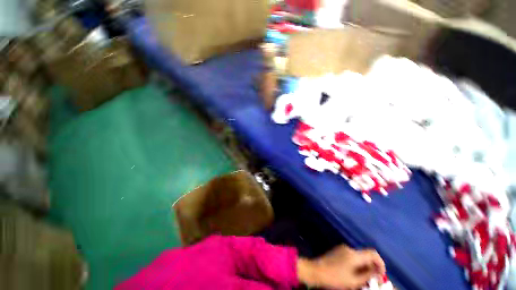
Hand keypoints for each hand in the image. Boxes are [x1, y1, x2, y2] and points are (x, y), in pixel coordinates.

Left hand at [297, 245, 385, 289]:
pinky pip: (351, 257)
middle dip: (372, 267)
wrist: (316, 271)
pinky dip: (356, 265)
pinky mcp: (337, 251)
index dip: (381, 263)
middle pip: (366, 255)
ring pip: (359, 257)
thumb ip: (368, 275)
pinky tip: (353, 274)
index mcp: (354, 254)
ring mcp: (342, 249)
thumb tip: (378, 271)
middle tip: (372, 281)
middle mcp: (349, 248)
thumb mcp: (354, 280)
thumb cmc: (335, 278)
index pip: (373, 253)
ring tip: (362, 280)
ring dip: (364, 267)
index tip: (381, 275)